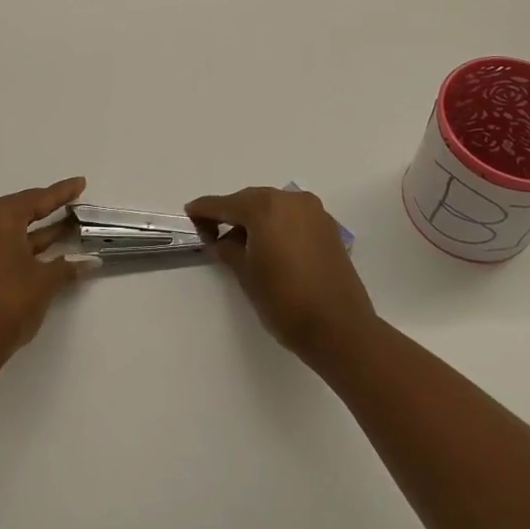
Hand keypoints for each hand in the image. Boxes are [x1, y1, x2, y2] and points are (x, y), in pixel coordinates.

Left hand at [0, 177, 94, 363]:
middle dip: (50, 210)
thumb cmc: (9, 301)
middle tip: (75, 204)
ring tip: (70, 226)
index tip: (80, 183)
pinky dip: (24, 246)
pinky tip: (49, 251)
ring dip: (39, 231)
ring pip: (12, 230)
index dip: (62, 193)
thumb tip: (90, 263)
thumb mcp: (44, 280)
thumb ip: (67, 266)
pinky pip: (2, 245)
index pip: (37, 199)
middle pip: (22, 210)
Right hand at [185, 185, 376, 362]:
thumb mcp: (246, 275)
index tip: (190, 213)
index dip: (205, 210)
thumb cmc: (285, 301)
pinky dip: (278, 225)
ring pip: (274, 207)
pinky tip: (269, 246)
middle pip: (251, 200)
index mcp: (265, 207)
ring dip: (256, 219)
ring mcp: (313, 212)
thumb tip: (221, 240)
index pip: (226, 204)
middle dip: (231, 214)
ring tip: (241, 243)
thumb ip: (229, 249)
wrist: (340, 328)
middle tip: (213, 232)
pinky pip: (293, 217)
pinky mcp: (328, 227)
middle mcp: (290, 200)